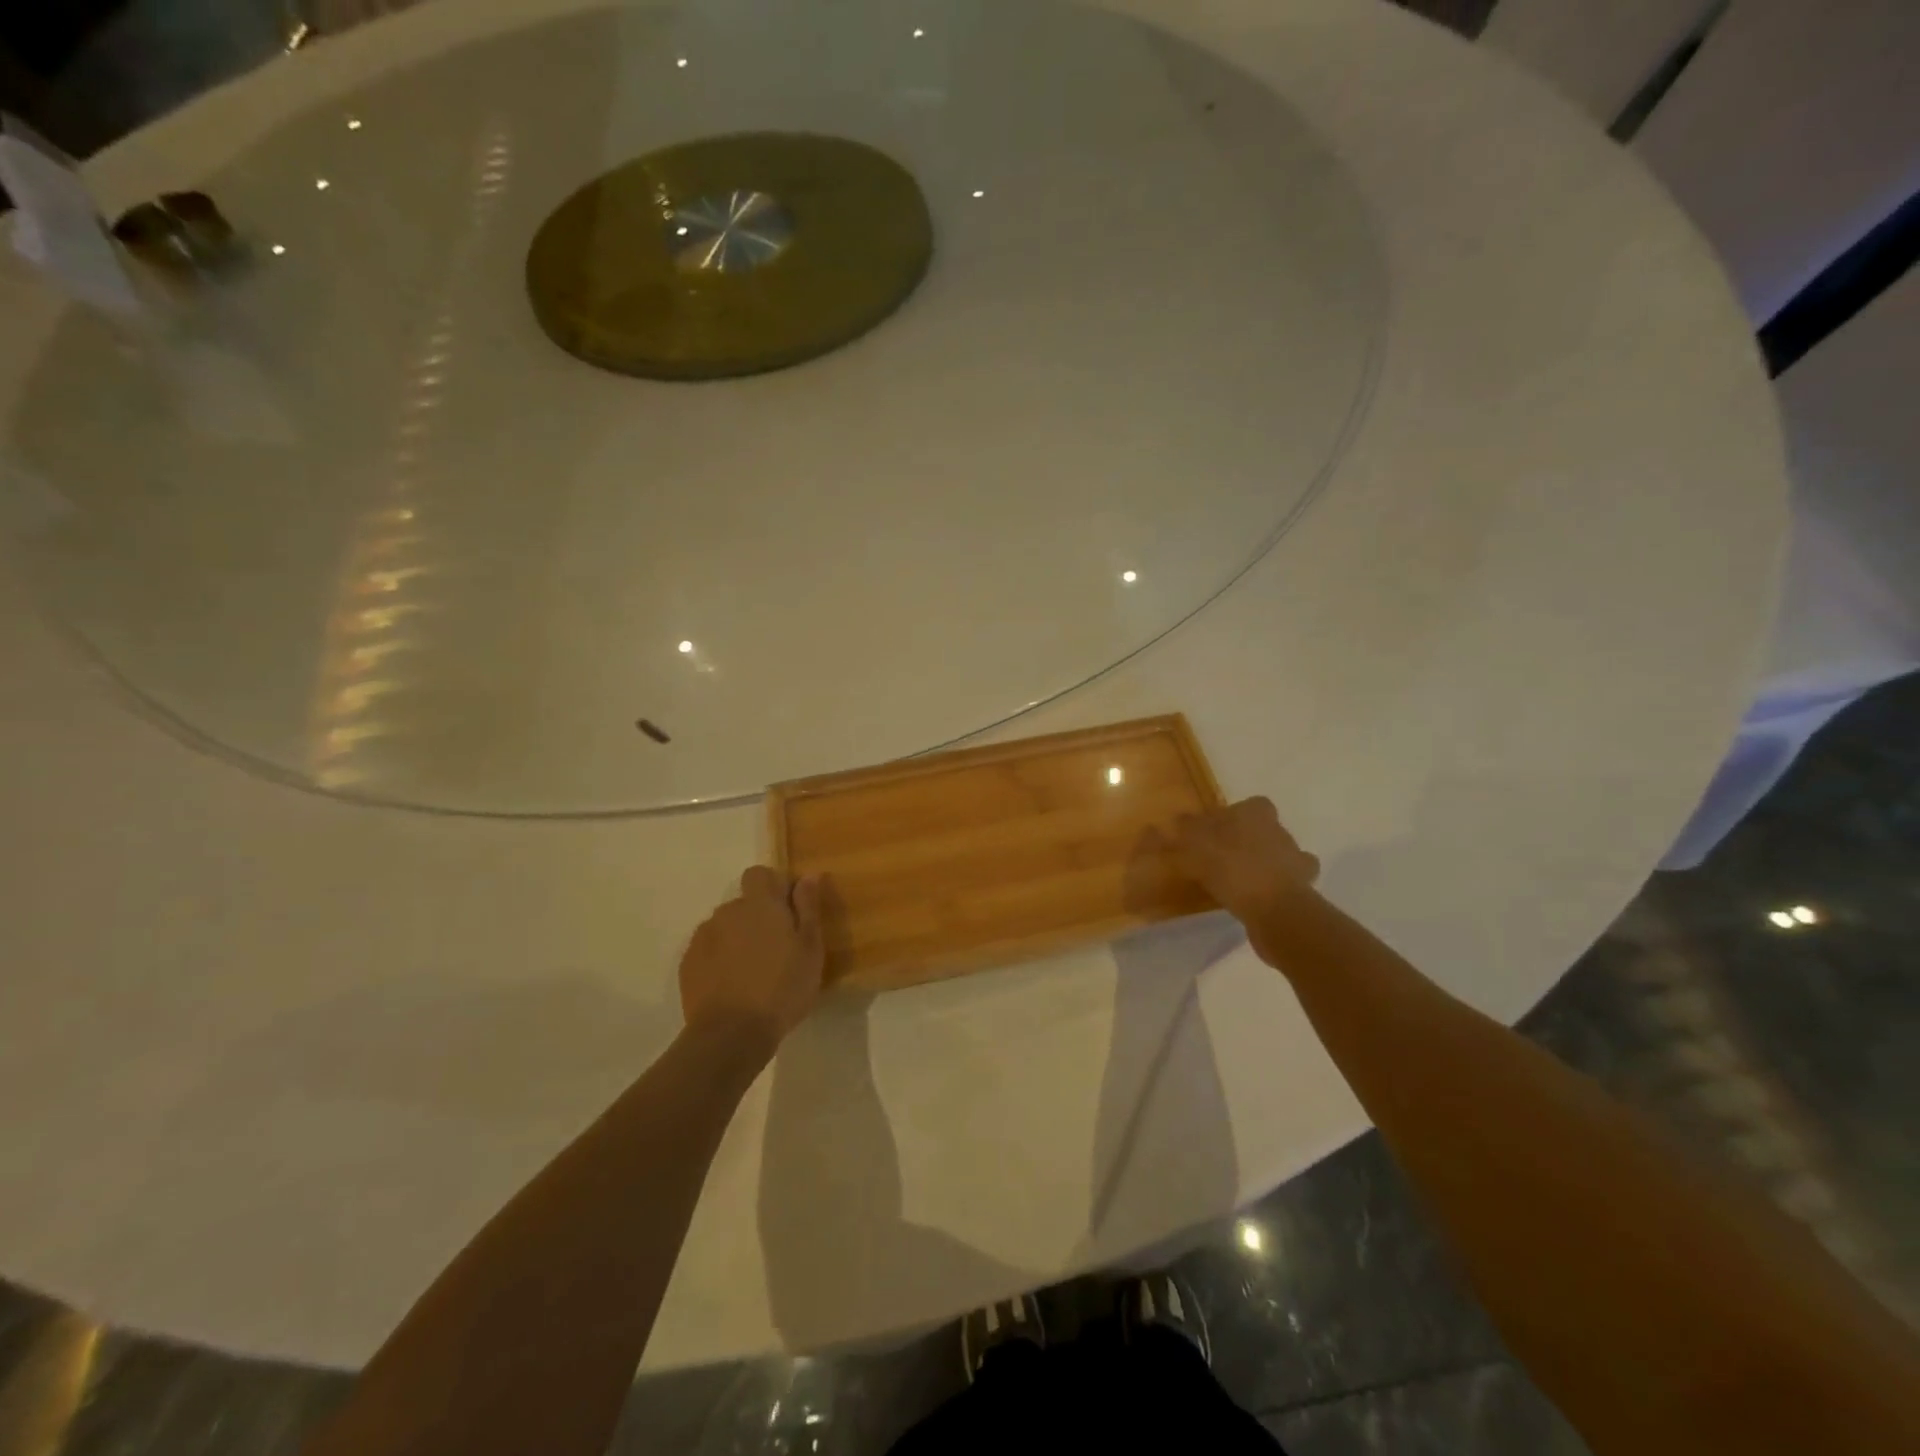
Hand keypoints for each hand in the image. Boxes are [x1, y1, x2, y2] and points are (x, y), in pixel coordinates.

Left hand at [679, 867, 825, 1049]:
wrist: (731, 1034)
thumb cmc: (782, 988)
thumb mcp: (810, 948)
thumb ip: (808, 907)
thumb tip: (808, 875)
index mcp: (759, 904)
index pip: (759, 874)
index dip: (773, 887)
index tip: (788, 912)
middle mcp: (727, 912)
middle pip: (743, 903)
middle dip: (757, 918)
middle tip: (776, 950)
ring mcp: (703, 938)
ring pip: (725, 928)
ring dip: (737, 939)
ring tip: (753, 972)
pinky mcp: (688, 964)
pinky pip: (708, 951)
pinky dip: (719, 960)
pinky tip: (732, 986)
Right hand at [1171, 797, 1319, 921]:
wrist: (1273, 907)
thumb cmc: (1230, 867)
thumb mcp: (1194, 843)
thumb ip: (1186, 828)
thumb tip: (1180, 819)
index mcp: (1254, 813)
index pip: (1249, 805)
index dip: (1233, 816)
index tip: (1216, 831)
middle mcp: (1278, 829)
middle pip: (1264, 828)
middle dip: (1247, 839)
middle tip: (1224, 856)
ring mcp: (1295, 858)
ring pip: (1280, 853)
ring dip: (1264, 862)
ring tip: (1240, 879)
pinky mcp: (1304, 886)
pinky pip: (1289, 882)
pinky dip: (1276, 886)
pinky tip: (1260, 896)